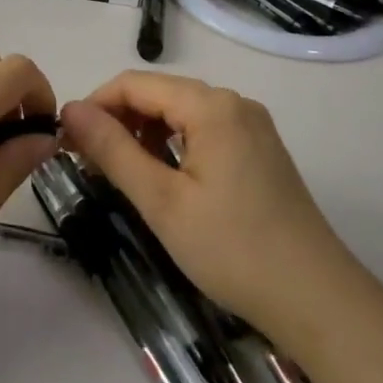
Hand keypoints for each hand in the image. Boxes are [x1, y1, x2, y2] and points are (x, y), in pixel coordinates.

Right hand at [58, 72, 356, 335]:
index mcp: (211, 105)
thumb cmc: (232, 249)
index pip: (135, 83)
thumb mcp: (161, 200)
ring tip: (120, 175)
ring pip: (181, 114)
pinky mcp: (260, 150)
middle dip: (118, 121)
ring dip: (144, 135)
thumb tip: (70, 109)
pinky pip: (204, 131)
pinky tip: (162, 180)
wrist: (316, 299)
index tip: (66, 142)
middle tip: (87, 164)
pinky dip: (174, 147)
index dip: (95, 106)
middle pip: (160, 95)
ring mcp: (252, 126)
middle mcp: (234, 103)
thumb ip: (113, 149)